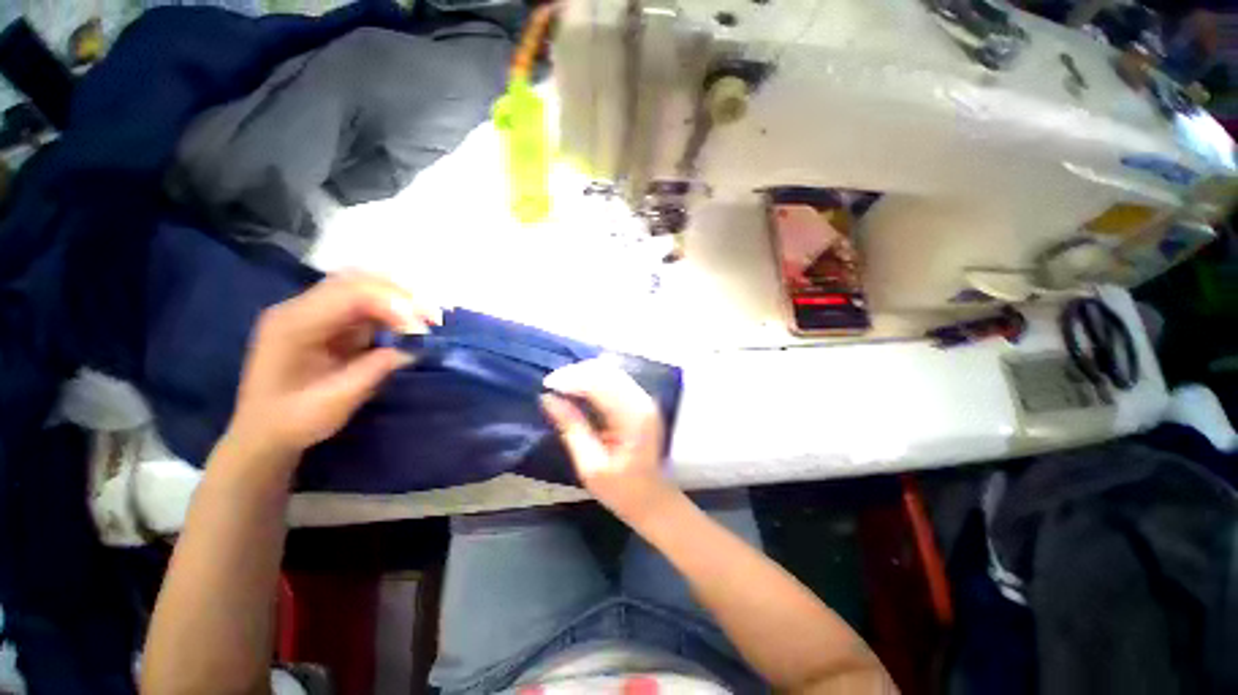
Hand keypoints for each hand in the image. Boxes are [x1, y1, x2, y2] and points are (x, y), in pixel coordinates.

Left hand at [225, 273, 439, 466]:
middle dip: (400, 295)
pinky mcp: (328, 321)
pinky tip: (408, 325)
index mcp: (292, 325)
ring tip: (426, 320)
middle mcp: (300, 308)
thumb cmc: (292, 422)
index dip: (391, 305)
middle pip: (356, 281)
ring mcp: (314, 312)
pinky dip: (392, 311)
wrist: (264, 432)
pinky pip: (364, 304)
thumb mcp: (334, 403)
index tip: (421, 331)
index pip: (348, 295)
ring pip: (363, 287)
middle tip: (433, 318)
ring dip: (399, 300)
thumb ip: (372, 371)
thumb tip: (412, 349)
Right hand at [540, 359, 672, 521]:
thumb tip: (548, 399)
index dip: (572, 379)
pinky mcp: (639, 401)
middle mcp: (641, 400)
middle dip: (576, 372)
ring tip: (561, 385)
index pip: (600, 383)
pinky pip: (614, 379)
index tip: (546, 385)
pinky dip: (594, 379)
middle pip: (607, 370)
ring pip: (611, 370)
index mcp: (632, 417)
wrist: (652, 499)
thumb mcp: (590, 466)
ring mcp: (643, 398)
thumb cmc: (621, 490)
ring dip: (584, 373)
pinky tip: (578, 388)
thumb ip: (572, 428)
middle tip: (551, 385)